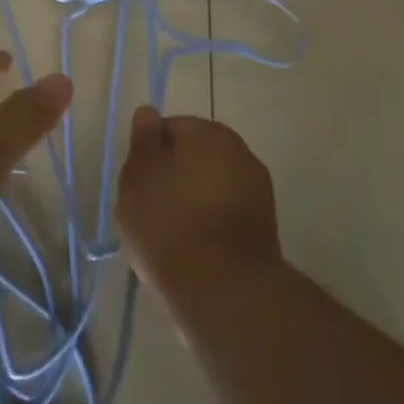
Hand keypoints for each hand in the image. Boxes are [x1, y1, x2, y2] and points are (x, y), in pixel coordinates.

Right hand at [116, 106, 281, 305]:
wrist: (224, 292)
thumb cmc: (170, 223)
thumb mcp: (138, 177)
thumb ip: (143, 142)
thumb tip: (148, 112)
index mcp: (210, 132)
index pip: (170, 129)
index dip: (149, 155)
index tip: (137, 183)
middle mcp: (241, 153)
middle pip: (194, 159)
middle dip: (173, 180)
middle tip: (148, 212)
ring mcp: (258, 194)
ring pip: (211, 191)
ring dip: (192, 206)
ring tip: (169, 240)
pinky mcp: (266, 233)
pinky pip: (225, 220)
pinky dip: (210, 231)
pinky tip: (193, 256)